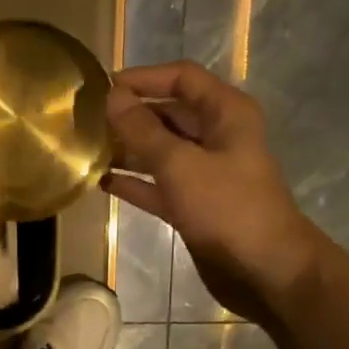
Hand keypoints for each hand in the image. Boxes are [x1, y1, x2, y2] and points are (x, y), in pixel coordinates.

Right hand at [104, 61, 321, 320]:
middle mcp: (216, 137)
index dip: (143, 78)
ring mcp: (205, 173)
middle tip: (86, 122)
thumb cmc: (227, 208)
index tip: (102, 88)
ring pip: (160, 152)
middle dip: (130, 116)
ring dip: (128, 150)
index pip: (181, 78)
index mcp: (226, 113)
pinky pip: (158, 185)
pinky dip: (135, 183)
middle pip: (168, 114)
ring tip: (87, 150)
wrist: (263, 270)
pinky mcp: (194, 206)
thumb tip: (112, 97)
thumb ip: (143, 131)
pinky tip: (101, 182)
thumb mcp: (180, 164)